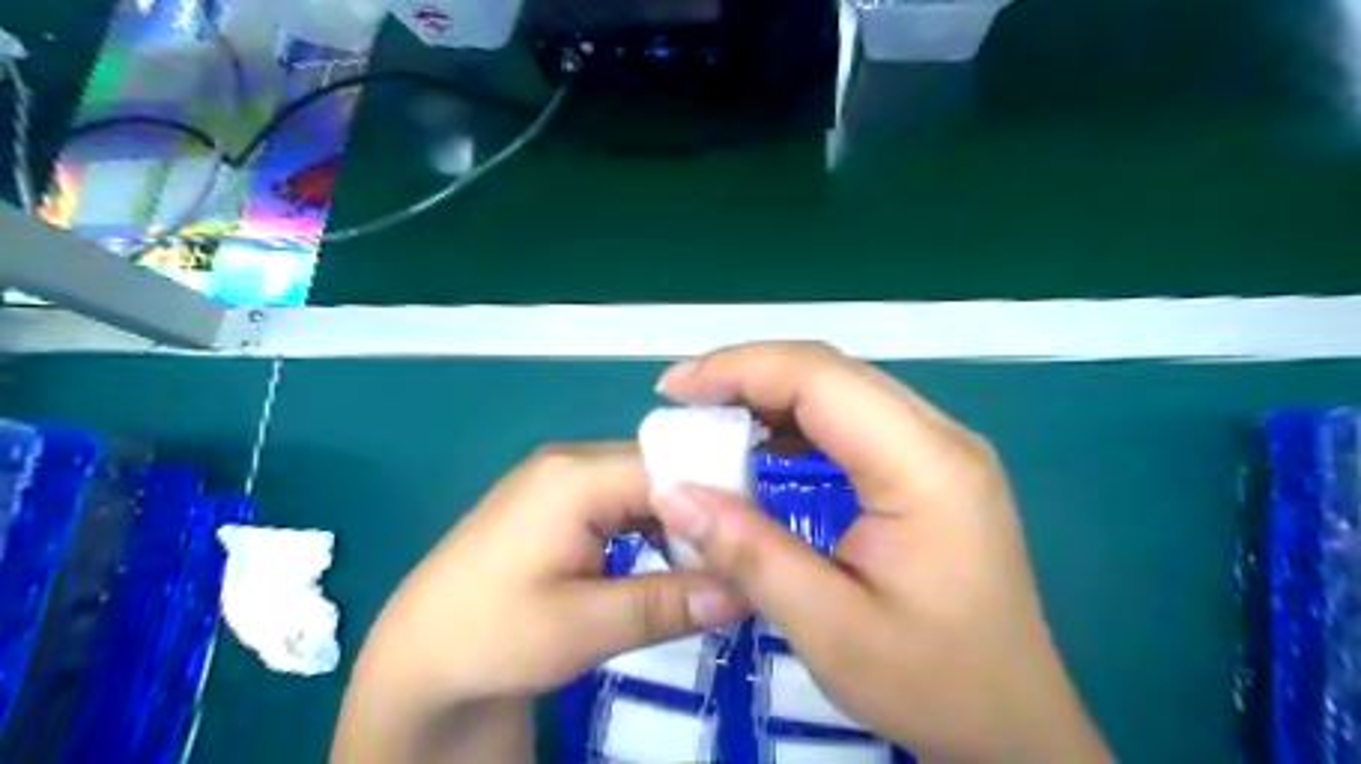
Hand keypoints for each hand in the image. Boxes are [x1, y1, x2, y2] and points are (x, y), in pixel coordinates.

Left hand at [336, 443, 749, 763]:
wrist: (417, 658)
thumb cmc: (491, 637)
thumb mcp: (583, 627)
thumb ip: (666, 604)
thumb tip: (745, 593)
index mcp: (575, 476)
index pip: (670, 470)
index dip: (717, 502)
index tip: (752, 544)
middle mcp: (571, 460)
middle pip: (659, 472)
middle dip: (699, 514)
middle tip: (731, 562)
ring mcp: (561, 477)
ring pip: (644, 486)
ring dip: (677, 523)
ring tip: (704, 567)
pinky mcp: (556, 500)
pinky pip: (621, 499)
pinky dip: (650, 527)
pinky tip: (661, 560)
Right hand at [655, 340, 1109, 763]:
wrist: (1015, 724)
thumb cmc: (932, 682)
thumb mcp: (828, 628)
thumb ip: (748, 553)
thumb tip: (670, 492)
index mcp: (925, 465)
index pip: (820, 377)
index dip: (738, 369)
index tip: (673, 390)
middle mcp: (939, 436)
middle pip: (831, 371)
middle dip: (747, 375)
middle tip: (683, 403)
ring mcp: (940, 447)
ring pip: (841, 388)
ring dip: (770, 394)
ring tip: (711, 420)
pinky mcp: (930, 466)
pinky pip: (853, 419)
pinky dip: (797, 421)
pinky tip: (762, 445)